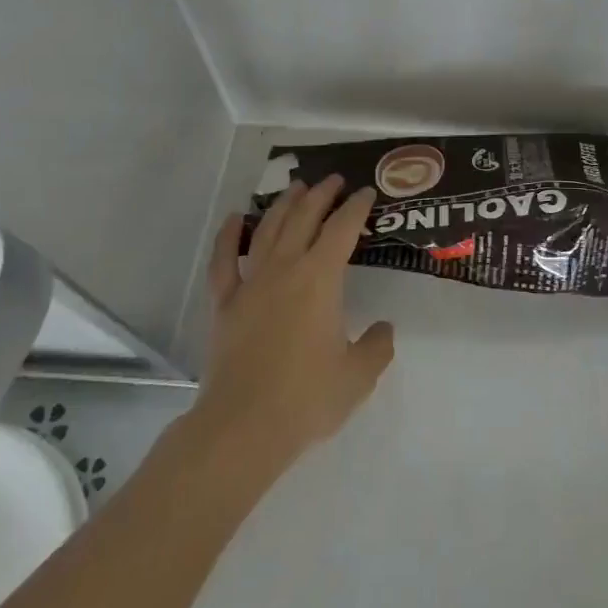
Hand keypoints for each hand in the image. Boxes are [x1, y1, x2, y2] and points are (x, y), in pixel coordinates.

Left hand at [196, 176, 395, 469]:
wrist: (242, 428)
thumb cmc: (306, 398)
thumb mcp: (358, 375)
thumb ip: (377, 346)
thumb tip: (383, 328)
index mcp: (320, 278)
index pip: (343, 228)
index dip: (356, 206)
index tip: (366, 193)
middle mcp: (286, 268)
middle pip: (304, 217)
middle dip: (322, 194)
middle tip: (334, 180)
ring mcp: (251, 283)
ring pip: (268, 229)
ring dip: (285, 204)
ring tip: (297, 188)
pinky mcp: (225, 304)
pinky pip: (224, 261)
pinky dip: (229, 236)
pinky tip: (235, 219)